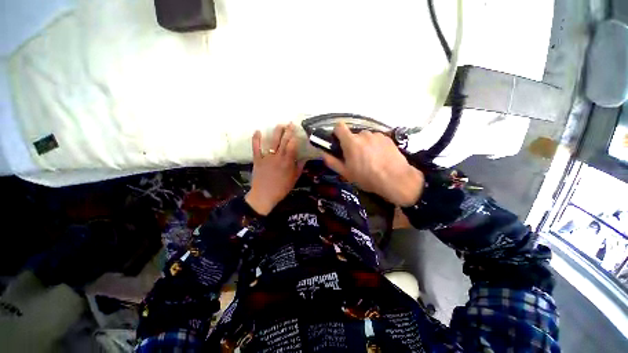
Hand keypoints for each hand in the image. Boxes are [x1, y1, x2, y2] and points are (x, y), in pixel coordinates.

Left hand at [245, 123, 304, 214]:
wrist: (264, 195)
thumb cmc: (281, 188)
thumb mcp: (294, 179)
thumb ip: (299, 167)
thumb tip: (305, 158)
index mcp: (287, 162)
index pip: (292, 146)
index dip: (295, 138)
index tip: (297, 131)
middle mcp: (278, 157)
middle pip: (283, 141)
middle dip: (288, 131)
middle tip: (290, 123)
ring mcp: (267, 157)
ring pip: (272, 142)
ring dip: (276, 132)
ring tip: (280, 124)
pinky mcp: (258, 159)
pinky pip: (256, 147)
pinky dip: (256, 139)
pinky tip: (258, 131)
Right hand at [322, 122, 424, 206]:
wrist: (395, 179)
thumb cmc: (367, 177)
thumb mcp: (346, 173)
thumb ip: (332, 162)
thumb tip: (323, 153)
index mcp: (351, 142)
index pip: (339, 127)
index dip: (337, 133)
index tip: (339, 143)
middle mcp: (363, 134)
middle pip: (353, 135)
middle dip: (352, 144)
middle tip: (356, 158)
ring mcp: (377, 135)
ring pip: (366, 137)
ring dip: (364, 145)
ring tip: (370, 159)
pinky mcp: (387, 138)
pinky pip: (376, 139)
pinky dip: (375, 145)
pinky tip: (380, 157)